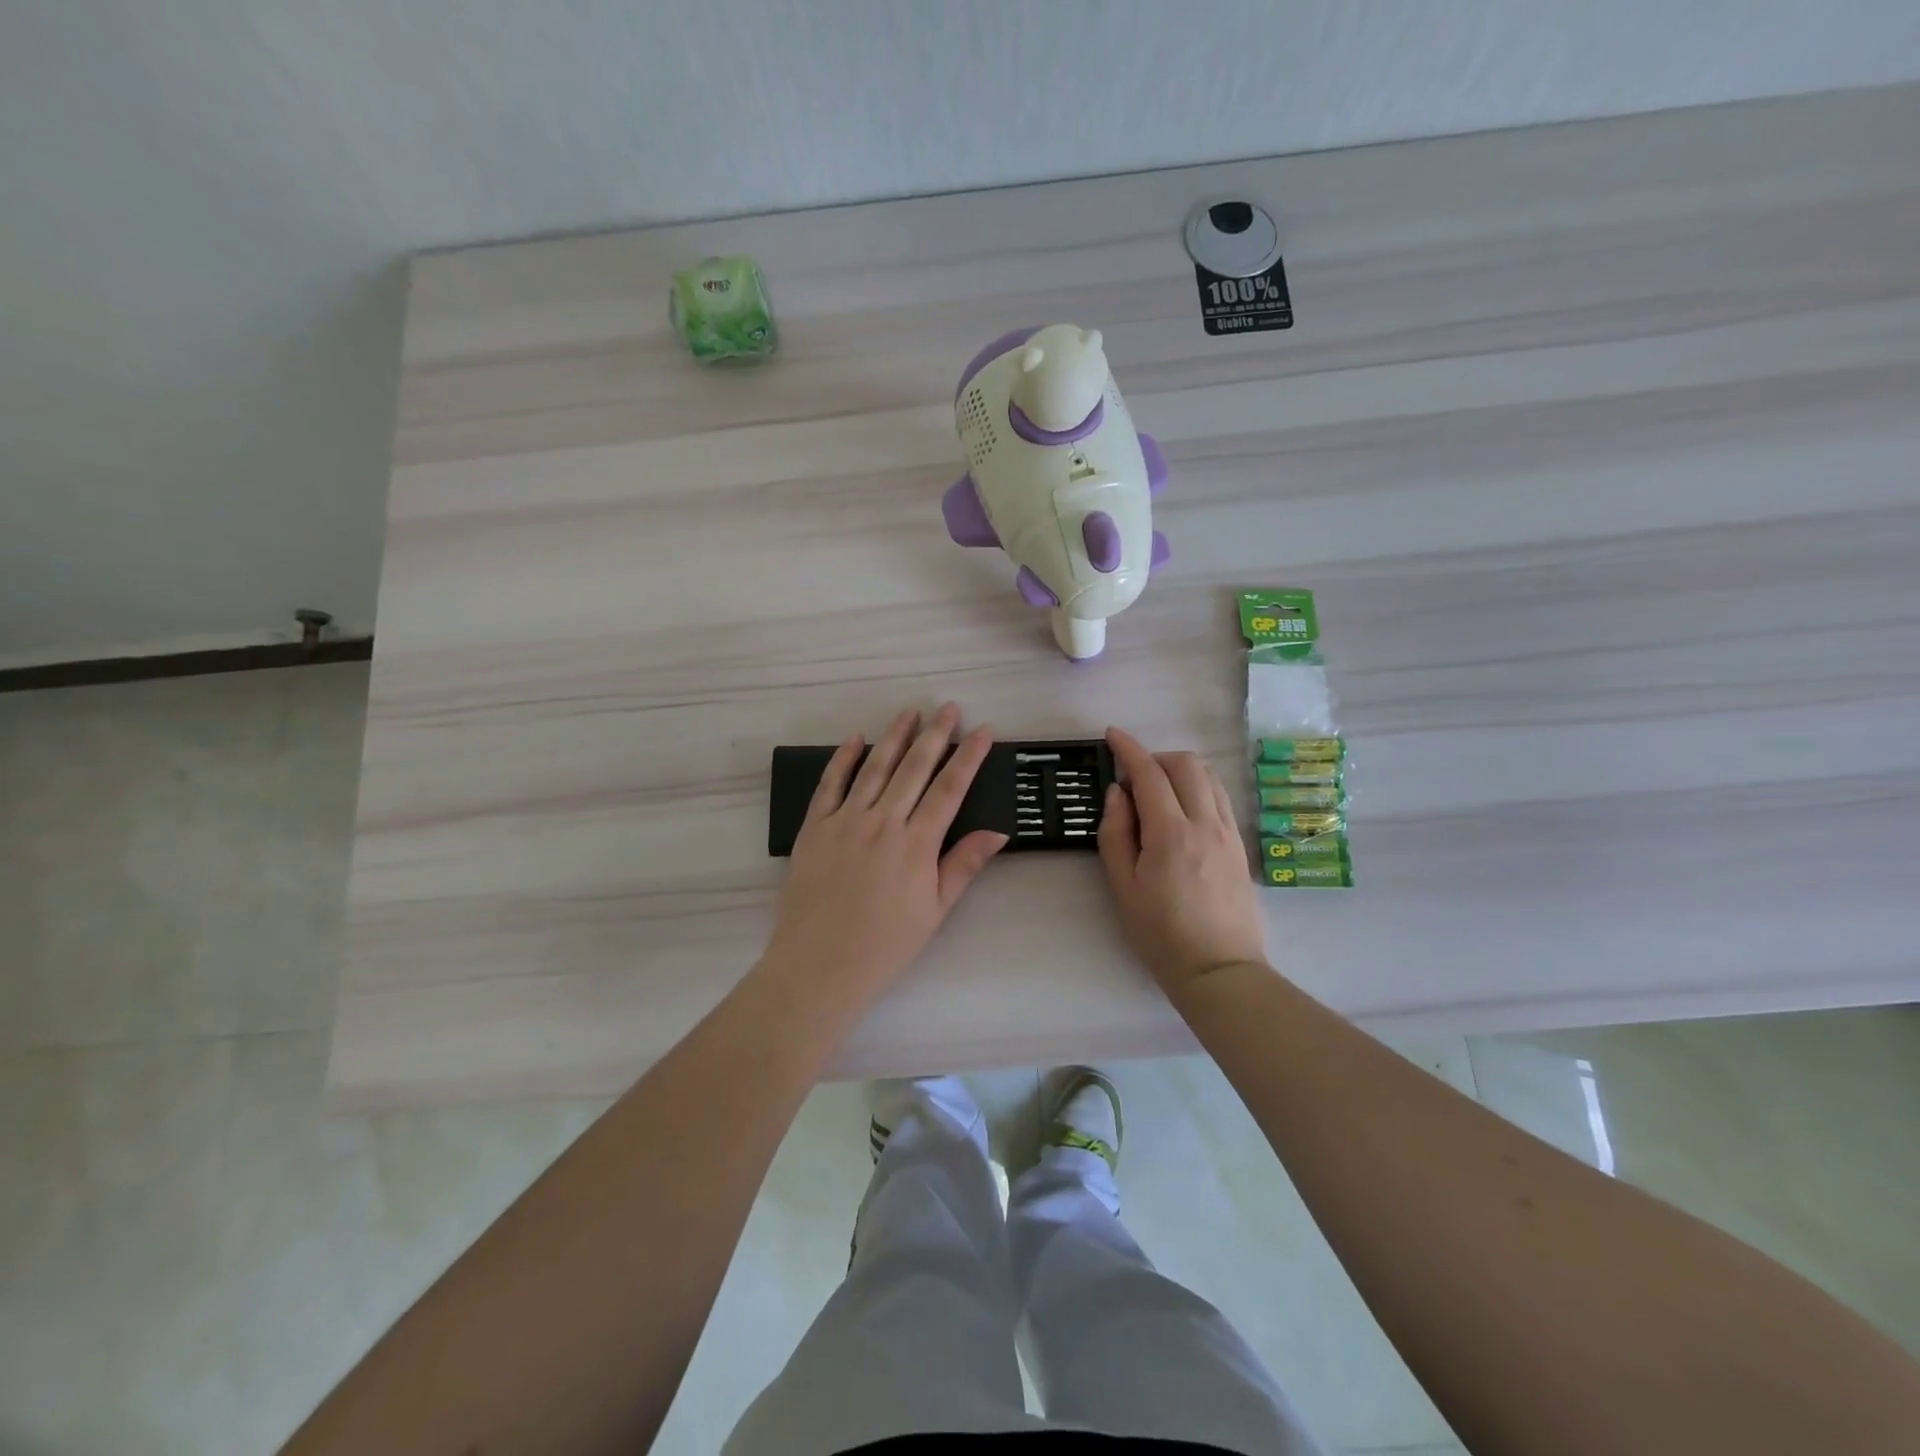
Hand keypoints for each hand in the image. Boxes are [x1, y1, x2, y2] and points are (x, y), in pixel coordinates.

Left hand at [763, 704, 1007, 1003]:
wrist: (819, 966)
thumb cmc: (885, 945)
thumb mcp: (935, 910)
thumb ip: (963, 865)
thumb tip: (998, 831)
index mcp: (916, 843)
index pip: (949, 788)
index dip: (969, 757)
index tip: (983, 731)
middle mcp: (882, 822)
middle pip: (914, 768)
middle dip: (935, 734)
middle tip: (949, 708)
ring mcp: (844, 821)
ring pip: (874, 767)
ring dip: (895, 737)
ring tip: (910, 712)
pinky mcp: (814, 827)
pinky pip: (830, 784)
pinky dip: (842, 758)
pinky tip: (855, 738)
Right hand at [1098, 727, 1269, 999]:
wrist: (1219, 970)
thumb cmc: (1160, 934)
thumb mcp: (1123, 887)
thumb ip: (1115, 833)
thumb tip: (1118, 794)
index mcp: (1171, 834)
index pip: (1149, 774)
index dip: (1128, 748)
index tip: (1112, 735)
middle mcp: (1206, 824)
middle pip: (1185, 764)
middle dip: (1155, 757)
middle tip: (1132, 778)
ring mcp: (1229, 832)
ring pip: (1208, 776)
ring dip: (1179, 770)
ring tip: (1157, 792)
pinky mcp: (1241, 845)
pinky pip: (1221, 797)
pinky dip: (1198, 787)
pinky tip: (1182, 810)